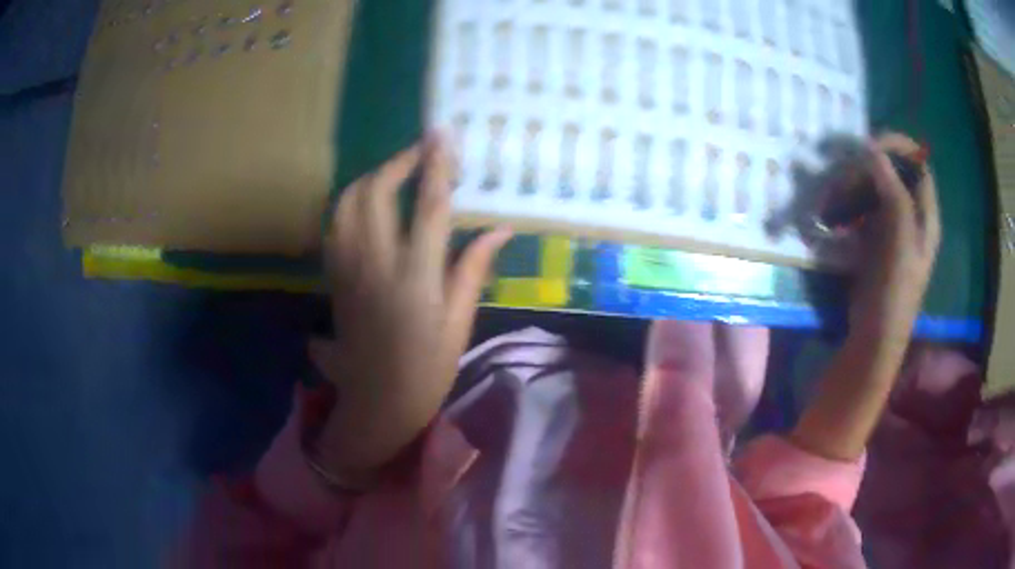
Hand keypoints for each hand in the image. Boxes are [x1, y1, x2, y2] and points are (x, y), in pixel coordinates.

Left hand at [310, 136, 511, 472]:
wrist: (378, 401)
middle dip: (397, 162)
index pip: (428, 207)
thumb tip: (501, 227)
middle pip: (376, 193)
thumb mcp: (459, 321)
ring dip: (369, 178)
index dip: (436, 165)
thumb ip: (475, 268)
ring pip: (346, 204)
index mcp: (415, 278)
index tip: (442, 134)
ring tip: (393, 174)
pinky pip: (334, 225)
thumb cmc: (427, 368)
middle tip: (420, 153)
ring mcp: (348, 270)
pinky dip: (349, 202)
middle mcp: (376, 265)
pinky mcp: (335, 277)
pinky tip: (366, 202)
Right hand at [849, 133, 940, 342]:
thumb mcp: (901, 239)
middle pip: (893, 173)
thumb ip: (892, 190)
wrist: (875, 335)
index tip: (870, 144)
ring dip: (852, 186)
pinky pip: (861, 208)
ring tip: (830, 199)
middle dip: (867, 168)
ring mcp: (891, 227)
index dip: (898, 147)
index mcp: (926, 214)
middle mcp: (911, 214)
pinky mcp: (873, 238)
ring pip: (874, 189)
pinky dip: (846, 204)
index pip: (918, 164)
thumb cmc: (895, 290)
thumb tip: (871, 148)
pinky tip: (832, 216)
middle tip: (842, 175)